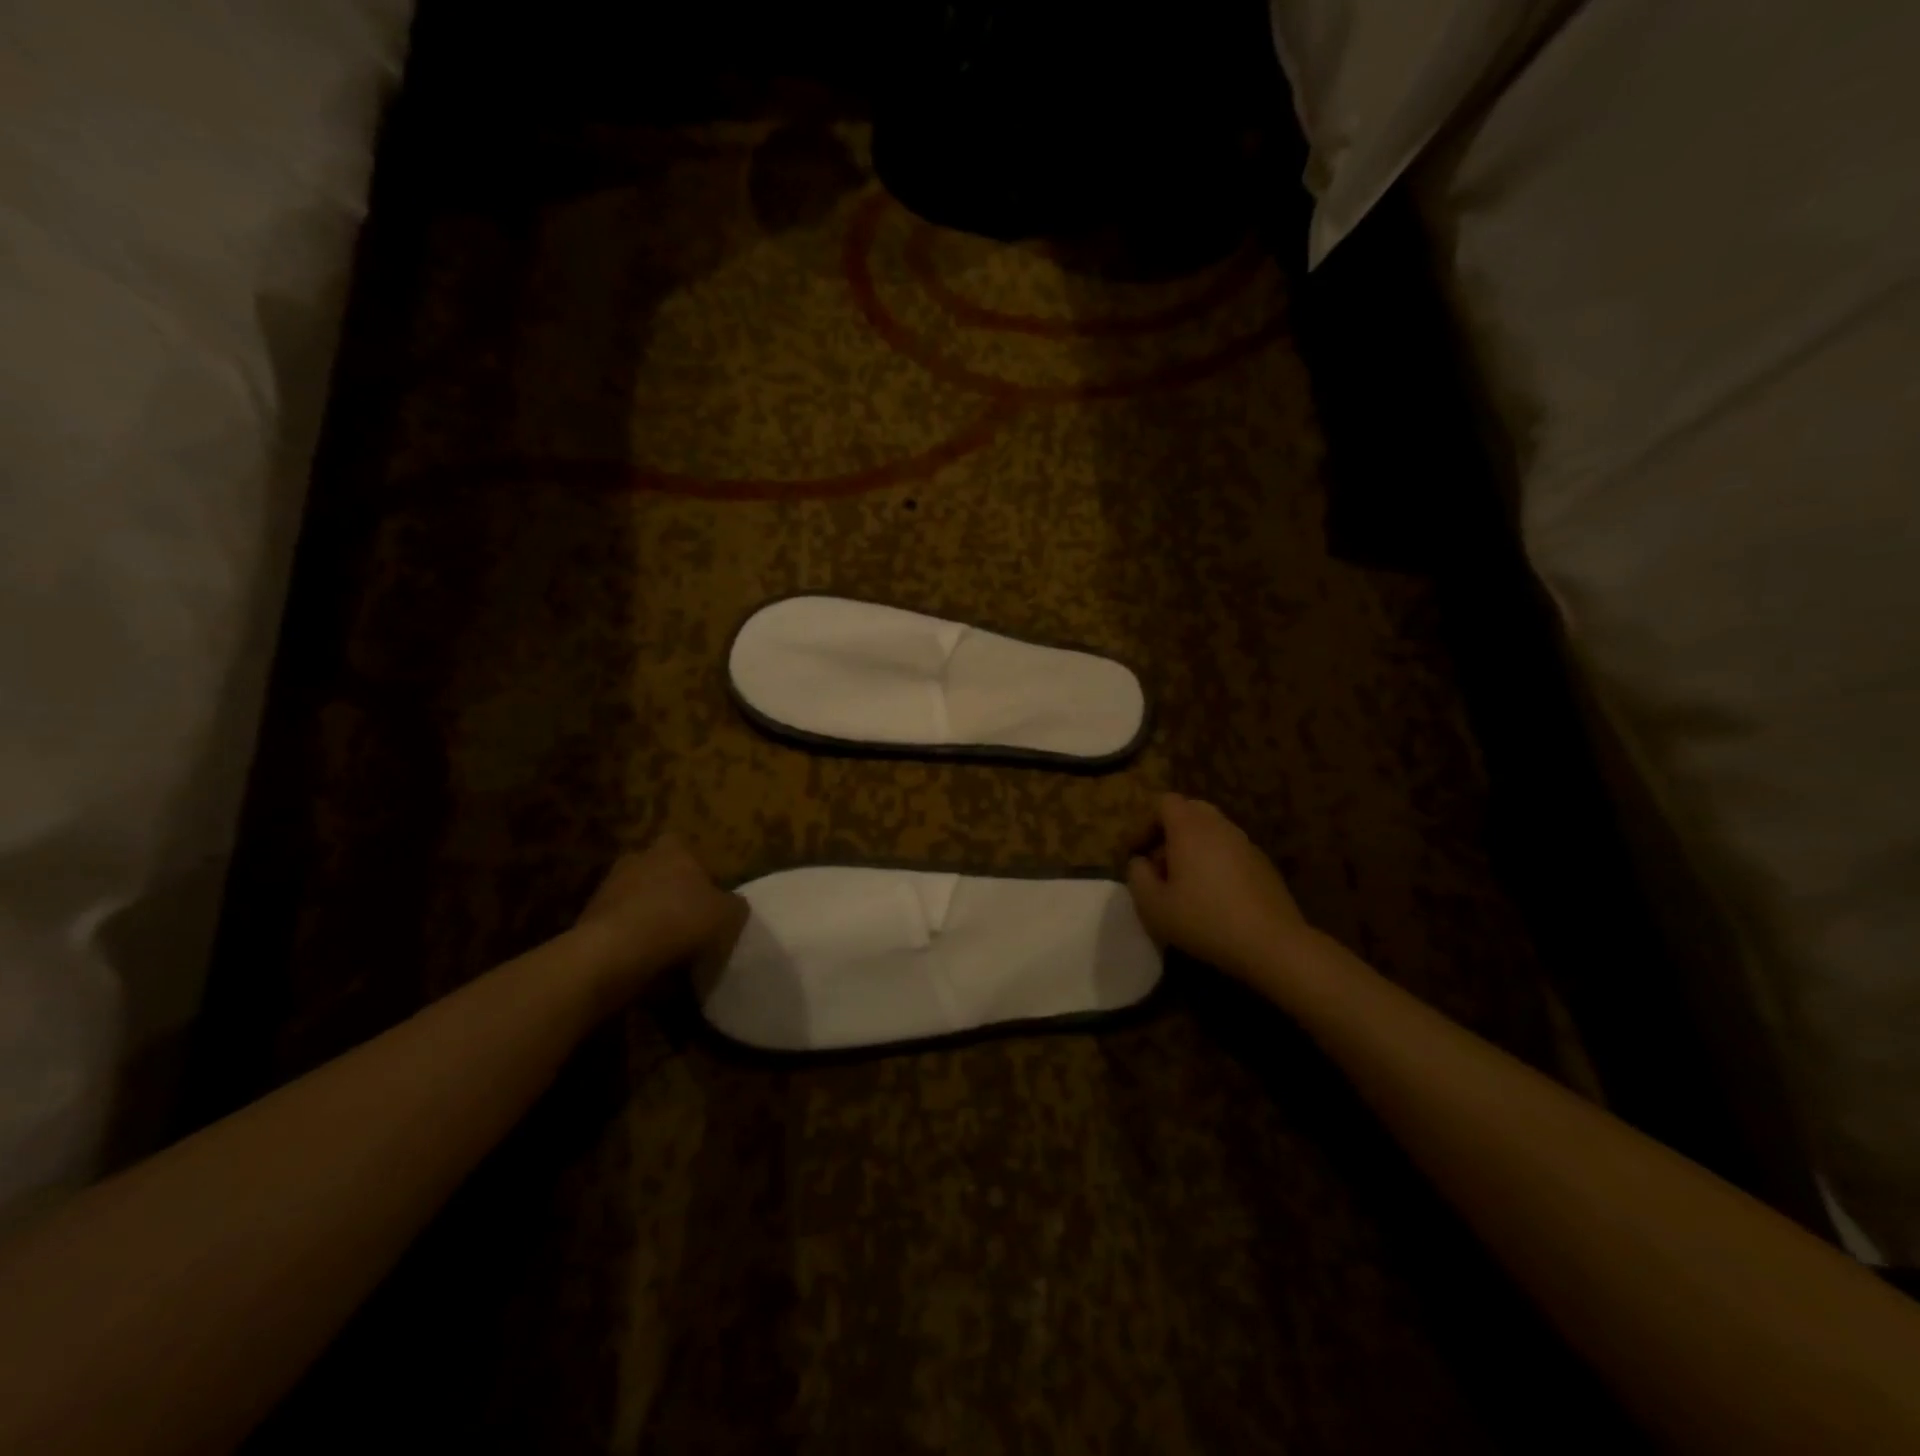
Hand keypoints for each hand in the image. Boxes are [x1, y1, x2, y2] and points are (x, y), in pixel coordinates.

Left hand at [573, 834, 747, 1006]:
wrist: (615, 951)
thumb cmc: (679, 920)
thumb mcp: (728, 915)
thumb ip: (734, 905)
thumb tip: (732, 905)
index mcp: (672, 850)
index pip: (684, 846)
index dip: (696, 868)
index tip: (705, 893)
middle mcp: (637, 859)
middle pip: (656, 870)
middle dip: (668, 890)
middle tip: (685, 917)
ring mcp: (608, 887)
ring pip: (634, 897)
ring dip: (646, 915)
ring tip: (664, 944)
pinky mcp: (587, 917)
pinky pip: (617, 924)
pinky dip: (628, 937)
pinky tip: (642, 958)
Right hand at [1126, 793, 1314, 983]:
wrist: (1272, 943)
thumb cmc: (1205, 920)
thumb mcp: (1154, 906)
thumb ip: (1137, 876)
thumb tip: (1140, 862)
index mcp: (1190, 828)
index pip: (1164, 802)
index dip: (1146, 823)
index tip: (1138, 853)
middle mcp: (1219, 826)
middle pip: (1190, 810)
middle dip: (1170, 831)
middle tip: (1160, 864)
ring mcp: (1245, 843)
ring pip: (1212, 831)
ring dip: (1194, 847)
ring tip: (1186, 884)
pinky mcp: (1263, 864)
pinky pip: (1230, 850)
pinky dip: (1216, 861)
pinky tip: (1214, 896)